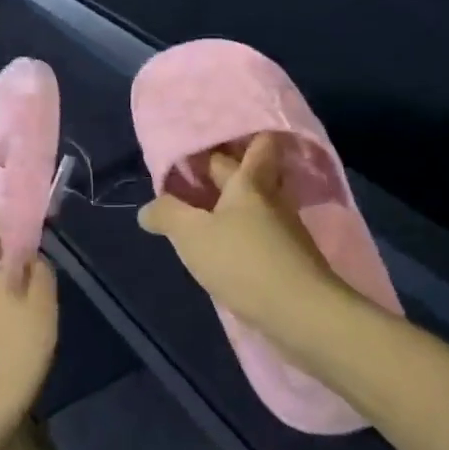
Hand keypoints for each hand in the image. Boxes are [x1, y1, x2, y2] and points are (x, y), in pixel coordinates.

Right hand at [138, 134, 353, 369]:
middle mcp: (272, 197)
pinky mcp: (291, 258)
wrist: (301, 313)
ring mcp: (286, 229)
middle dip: (229, 169)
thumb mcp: (192, 235)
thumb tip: (147, 208)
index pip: (256, 142)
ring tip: (206, 209)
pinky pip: (264, 232)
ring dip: (236, 203)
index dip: (239, 136)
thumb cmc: (243, 261)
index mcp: (250, 181)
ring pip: (259, 203)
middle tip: (196, 173)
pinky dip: (246, 230)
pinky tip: (228, 243)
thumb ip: (167, 214)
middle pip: (255, 172)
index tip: (211, 138)